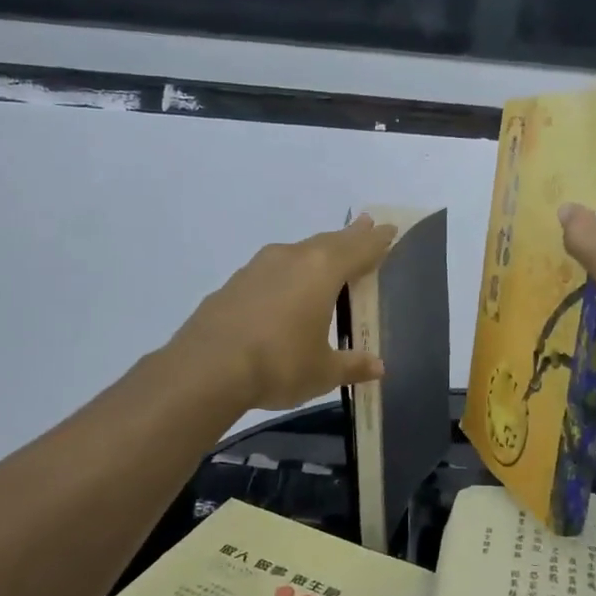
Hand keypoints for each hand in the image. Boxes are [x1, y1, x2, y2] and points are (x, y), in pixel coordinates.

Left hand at [175, 216, 396, 411]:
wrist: (206, 369)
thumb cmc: (279, 364)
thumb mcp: (323, 371)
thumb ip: (352, 365)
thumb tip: (377, 367)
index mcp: (321, 271)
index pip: (359, 249)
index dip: (377, 241)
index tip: (389, 229)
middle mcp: (291, 258)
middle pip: (328, 242)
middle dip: (349, 236)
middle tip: (366, 225)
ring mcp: (258, 268)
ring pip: (297, 252)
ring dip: (316, 251)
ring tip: (327, 254)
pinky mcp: (234, 284)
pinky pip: (272, 269)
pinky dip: (288, 272)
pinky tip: (285, 288)